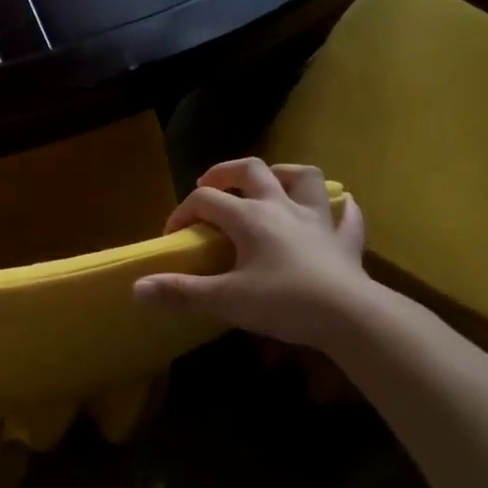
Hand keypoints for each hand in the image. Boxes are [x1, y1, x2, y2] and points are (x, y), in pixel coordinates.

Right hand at [133, 158, 375, 349]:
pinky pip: (347, 216)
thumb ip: (181, 292)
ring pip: (304, 179)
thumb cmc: (284, 302)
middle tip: (211, 185)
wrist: (350, 317)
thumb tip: (137, 287)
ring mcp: (318, 220)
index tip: (173, 236)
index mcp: (250, 218)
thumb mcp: (226, 300)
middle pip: (252, 170)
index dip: (183, 212)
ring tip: (271, 184)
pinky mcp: (346, 241)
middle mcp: (282, 207)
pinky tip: (338, 210)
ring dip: (285, 174)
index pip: (206, 200)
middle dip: (227, 172)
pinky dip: (341, 209)